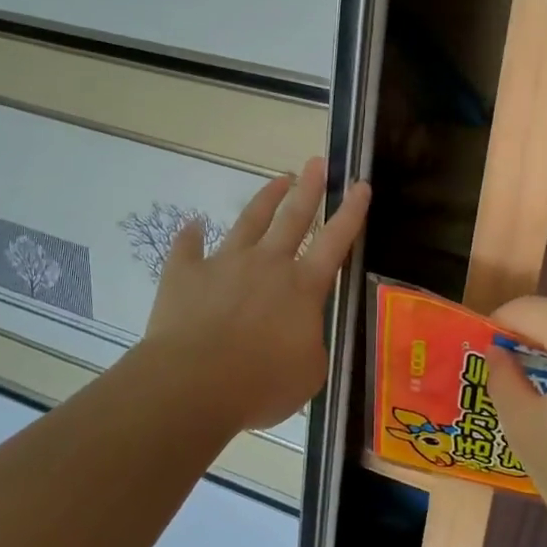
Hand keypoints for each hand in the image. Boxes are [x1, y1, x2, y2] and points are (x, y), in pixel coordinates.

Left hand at [142, 157, 369, 435]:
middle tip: (317, 162)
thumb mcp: (308, 374)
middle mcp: (267, 264)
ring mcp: (225, 264)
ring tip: (278, 179)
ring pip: (249, 221)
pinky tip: (191, 225)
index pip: (334, 242)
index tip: (360, 185)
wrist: (194, 384)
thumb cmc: (261, 384)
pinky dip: (190, 236)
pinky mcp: (186, 274)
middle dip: (309, 188)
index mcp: (302, 287)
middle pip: (293, 217)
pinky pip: (187, 248)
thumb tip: (300, 333)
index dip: (351, 213)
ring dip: (265, 199)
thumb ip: (310, 344)